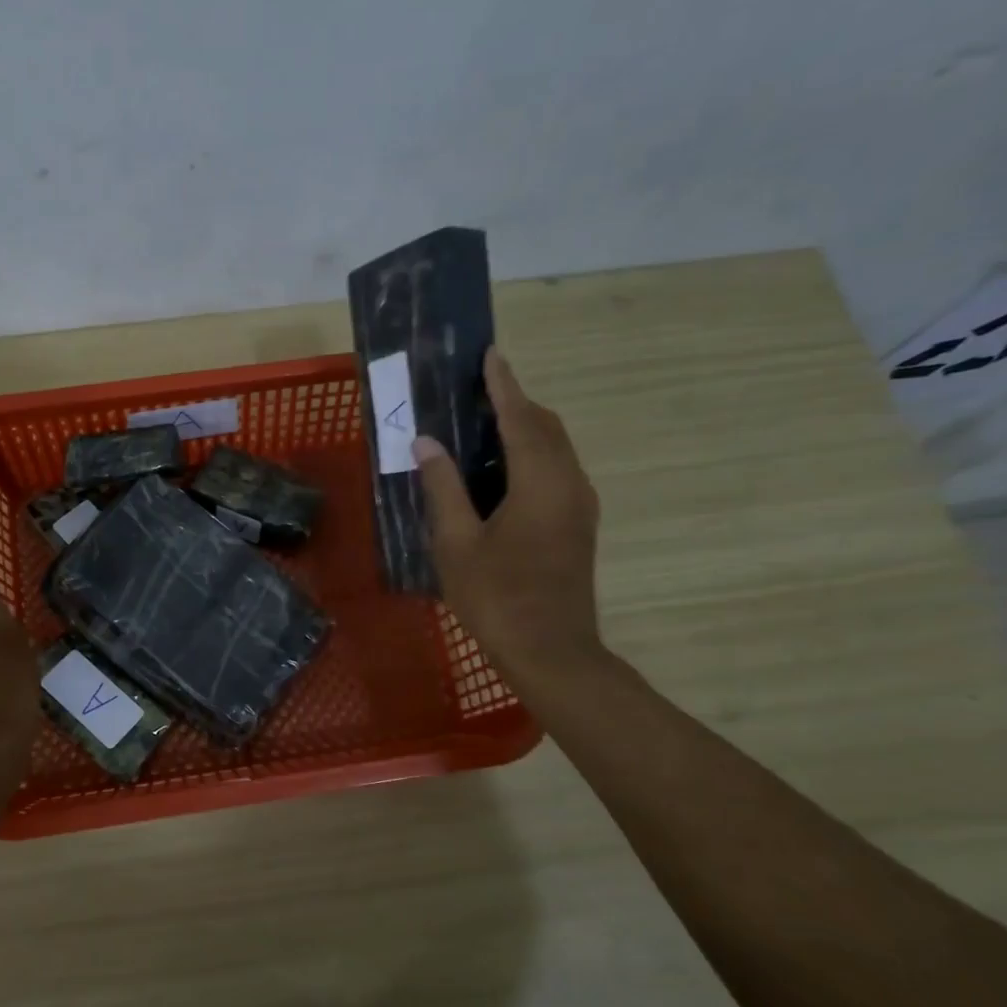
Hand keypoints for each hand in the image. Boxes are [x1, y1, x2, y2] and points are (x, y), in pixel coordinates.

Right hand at [413, 349, 607, 693]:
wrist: (552, 652)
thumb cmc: (497, 597)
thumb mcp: (456, 543)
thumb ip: (442, 487)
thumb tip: (426, 442)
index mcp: (539, 481)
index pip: (520, 418)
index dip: (503, 385)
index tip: (490, 354)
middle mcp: (569, 483)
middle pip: (545, 427)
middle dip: (515, 402)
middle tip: (477, 390)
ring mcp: (580, 505)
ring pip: (555, 448)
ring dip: (525, 428)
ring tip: (484, 423)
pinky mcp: (578, 524)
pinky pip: (557, 470)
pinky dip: (531, 454)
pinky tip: (501, 469)